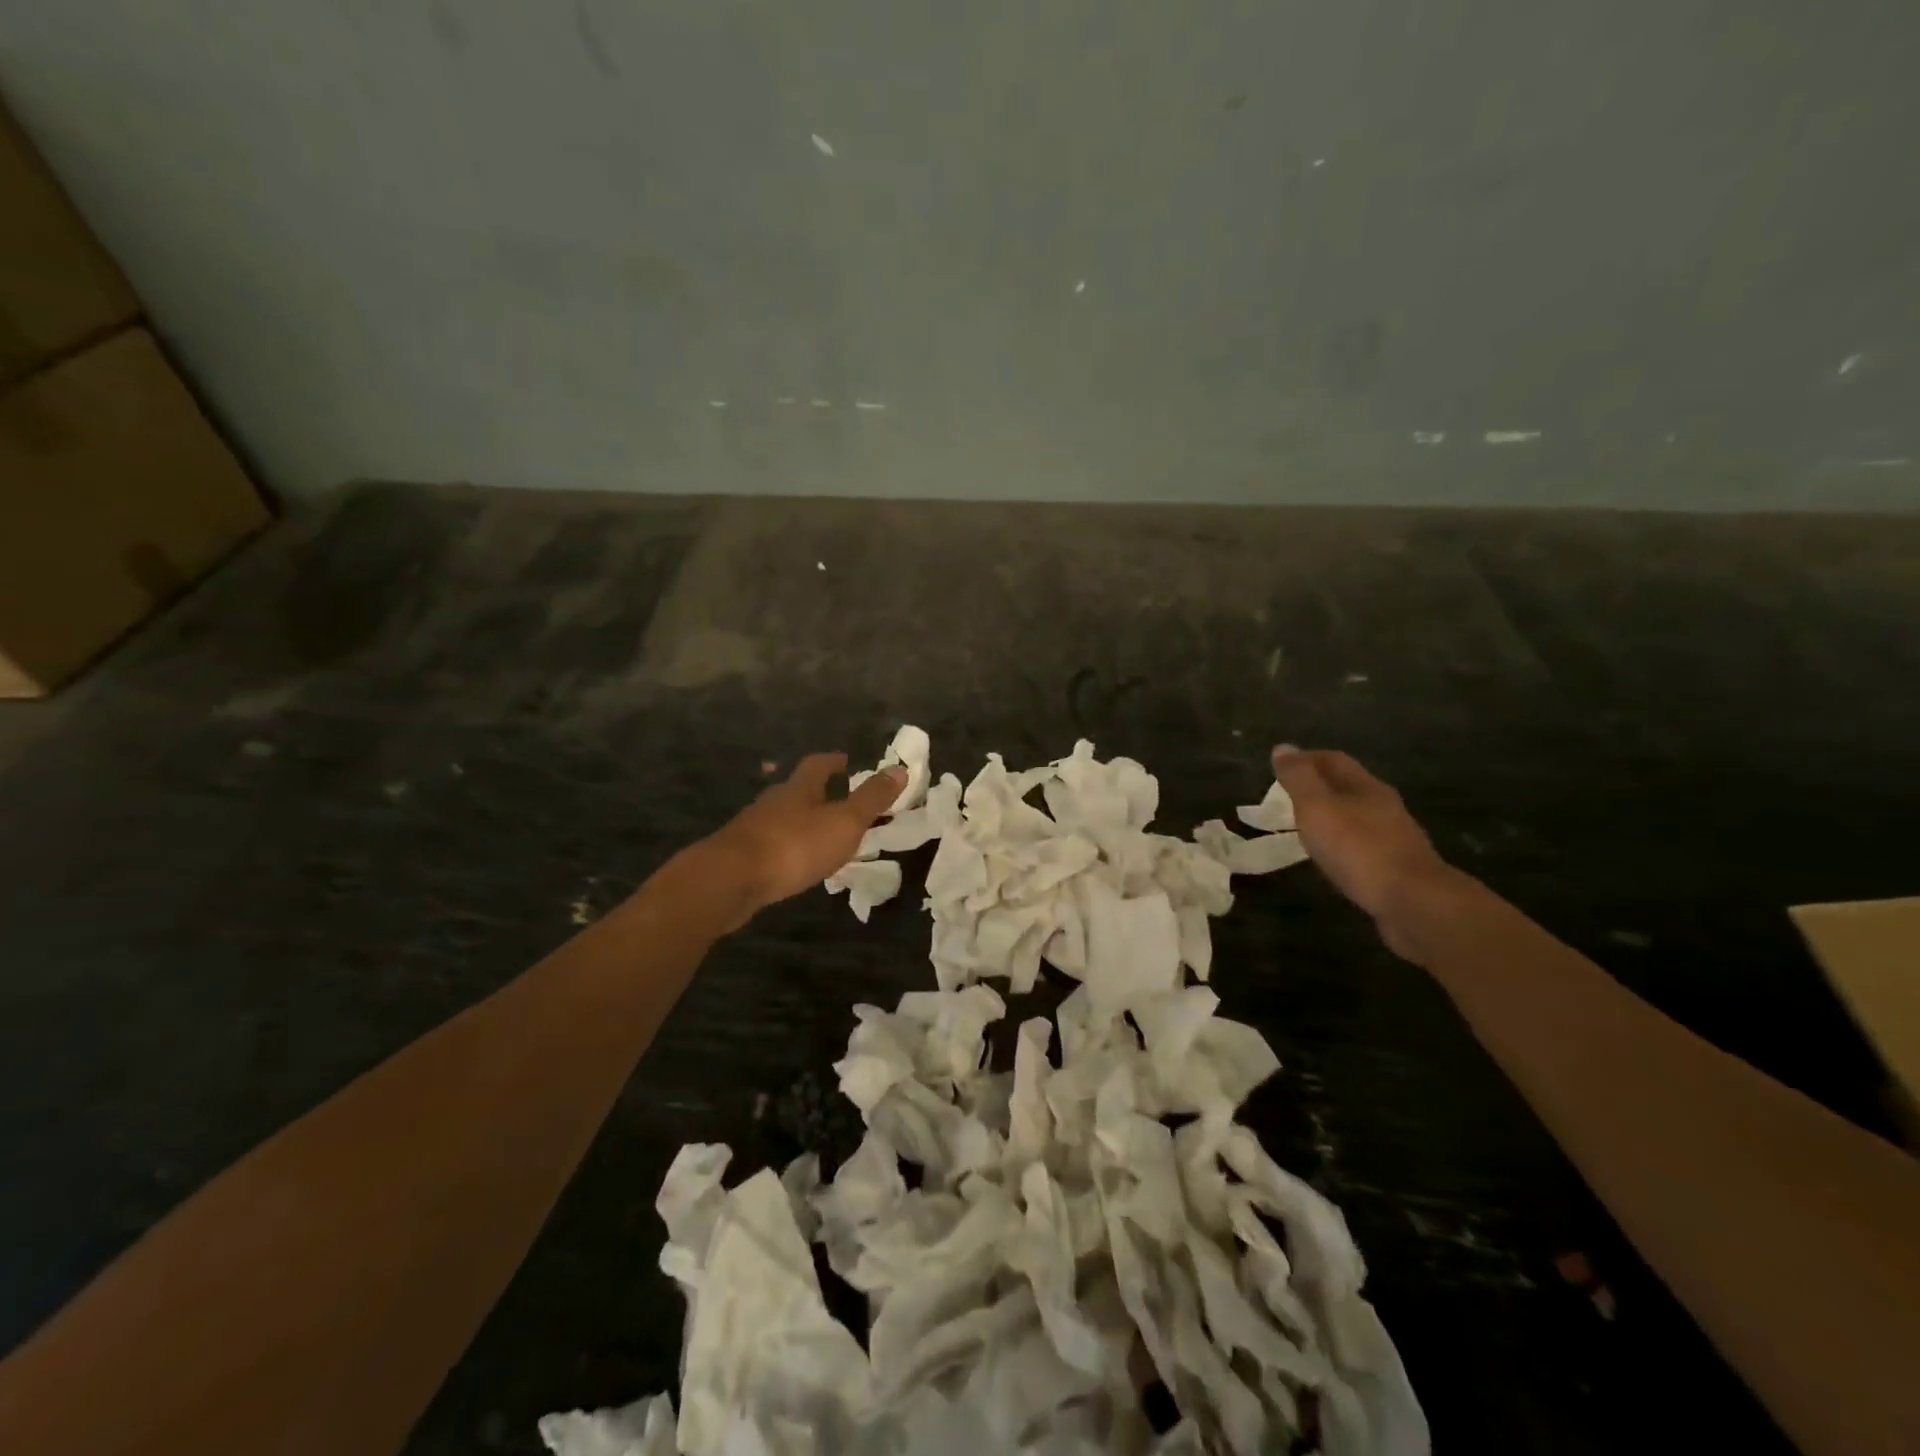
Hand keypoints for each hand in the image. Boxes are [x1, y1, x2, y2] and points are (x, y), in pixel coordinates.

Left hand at [704, 754, 904, 917]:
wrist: (729, 880)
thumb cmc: (794, 846)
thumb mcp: (844, 822)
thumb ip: (871, 799)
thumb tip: (899, 768)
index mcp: (799, 788)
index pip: (818, 765)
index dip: (834, 761)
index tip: (846, 761)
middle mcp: (773, 801)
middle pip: (797, 789)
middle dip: (817, 792)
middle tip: (838, 799)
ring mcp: (752, 828)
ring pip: (782, 818)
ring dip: (801, 822)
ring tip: (820, 835)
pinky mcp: (740, 856)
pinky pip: (770, 844)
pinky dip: (786, 848)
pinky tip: (793, 863)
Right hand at [1269, 746, 1454, 952]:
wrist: (1413, 903)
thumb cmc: (1358, 848)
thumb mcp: (1317, 807)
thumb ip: (1299, 779)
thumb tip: (1283, 747)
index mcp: (1366, 786)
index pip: (1333, 760)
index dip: (1305, 759)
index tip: (1280, 767)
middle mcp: (1384, 806)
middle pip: (1348, 786)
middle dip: (1318, 787)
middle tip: (1287, 797)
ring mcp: (1395, 838)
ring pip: (1357, 816)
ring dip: (1331, 817)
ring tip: (1305, 828)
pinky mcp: (1397, 868)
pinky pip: (1363, 845)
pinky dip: (1342, 844)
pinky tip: (1332, 858)